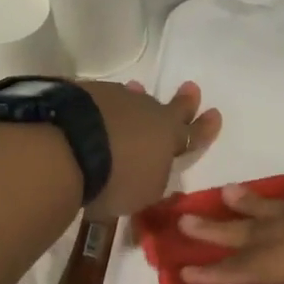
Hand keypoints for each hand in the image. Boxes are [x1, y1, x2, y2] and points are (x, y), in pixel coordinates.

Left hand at [81, 80, 220, 217]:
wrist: (68, 148)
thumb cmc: (115, 180)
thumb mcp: (143, 195)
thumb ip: (154, 183)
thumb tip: (157, 174)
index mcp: (169, 137)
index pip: (193, 134)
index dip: (205, 127)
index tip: (215, 114)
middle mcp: (148, 112)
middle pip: (170, 107)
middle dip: (184, 101)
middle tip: (191, 88)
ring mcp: (118, 98)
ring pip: (134, 99)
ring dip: (137, 101)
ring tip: (137, 92)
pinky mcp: (88, 93)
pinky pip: (104, 99)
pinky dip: (105, 106)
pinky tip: (96, 110)